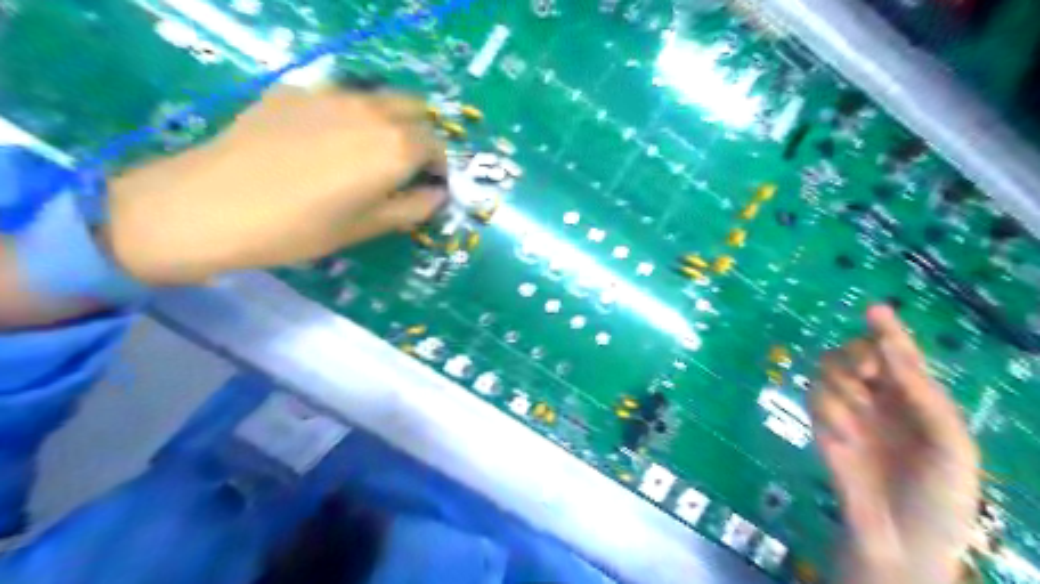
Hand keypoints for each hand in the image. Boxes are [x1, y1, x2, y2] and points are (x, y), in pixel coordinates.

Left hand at [104, 86, 449, 283]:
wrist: (213, 205)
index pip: (436, 146)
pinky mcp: (294, 90)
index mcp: (396, 147)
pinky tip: (321, 140)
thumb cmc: (302, 228)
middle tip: (404, 164)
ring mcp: (330, 94)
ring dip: (387, 118)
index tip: (429, 184)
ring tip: (367, 150)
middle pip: (413, 109)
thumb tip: (436, 195)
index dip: (438, 166)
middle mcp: (371, 110)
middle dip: (418, 133)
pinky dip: (347, 113)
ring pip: (376, 97)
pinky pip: (337, 96)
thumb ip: (411, 208)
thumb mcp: (366, 227)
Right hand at [817, 307, 979, 583]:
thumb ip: (923, 394)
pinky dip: (828, 410)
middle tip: (867, 374)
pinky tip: (844, 436)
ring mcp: (847, 411)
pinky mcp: (821, 425)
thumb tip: (890, 346)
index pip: (899, 355)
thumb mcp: (951, 444)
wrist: (900, 541)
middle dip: (858, 354)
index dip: (888, 330)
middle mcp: (879, 399)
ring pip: (829, 369)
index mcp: (917, 399)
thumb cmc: (940, 496)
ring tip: (857, 410)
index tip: (875, 309)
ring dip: (841, 381)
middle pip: (856, 353)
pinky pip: (815, 397)